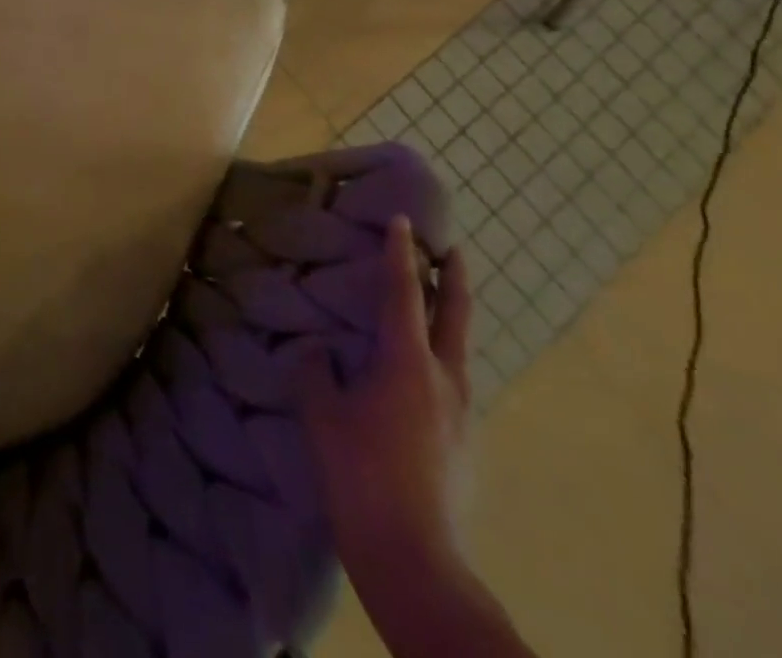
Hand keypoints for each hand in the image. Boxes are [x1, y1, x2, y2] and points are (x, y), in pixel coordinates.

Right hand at [305, 214, 473, 576]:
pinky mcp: (464, 444)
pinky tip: (419, 374)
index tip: (402, 221)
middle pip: (454, 317)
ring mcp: (461, 415)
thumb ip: (317, 373)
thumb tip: (318, 351)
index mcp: (407, 364)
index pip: (404, 294)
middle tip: (451, 249)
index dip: (400, 255)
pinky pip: (453, 383)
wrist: (415, 560)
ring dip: (450, 319)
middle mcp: (444, 380)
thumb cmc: (360, 476)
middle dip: (452, 279)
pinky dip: (441, 358)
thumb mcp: (322, 417)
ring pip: (459, 351)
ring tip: (433, 307)